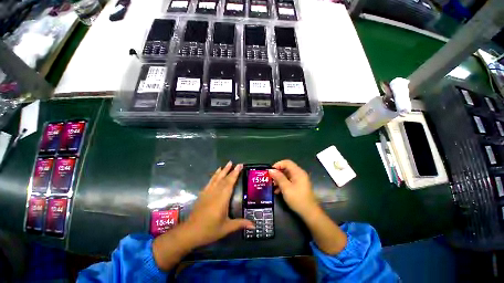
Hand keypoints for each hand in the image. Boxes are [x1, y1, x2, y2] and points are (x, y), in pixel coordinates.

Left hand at [185, 161, 253, 247]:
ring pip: (217, 178)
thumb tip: (254, 225)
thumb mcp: (226, 228)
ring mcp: (208, 192)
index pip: (230, 183)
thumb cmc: (210, 230)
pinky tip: (217, 171)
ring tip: (228, 163)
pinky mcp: (203, 193)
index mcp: (222, 199)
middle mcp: (215, 193)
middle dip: (231, 170)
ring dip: (223, 170)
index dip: (235, 174)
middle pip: (224, 179)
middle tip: (237, 163)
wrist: (190, 232)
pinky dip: (214, 175)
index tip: (240, 166)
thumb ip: (240, 223)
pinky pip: (210, 181)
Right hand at [269, 160, 346, 254]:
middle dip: (277, 173)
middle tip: (270, 179)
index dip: (278, 165)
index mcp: (298, 172)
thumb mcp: (286, 188)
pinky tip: (277, 191)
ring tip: (272, 186)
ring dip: (279, 180)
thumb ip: (278, 177)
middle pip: (286, 168)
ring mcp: (299, 180)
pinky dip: (283, 184)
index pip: (287, 162)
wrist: (309, 213)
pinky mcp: (298, 186)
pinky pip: (289, 181)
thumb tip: (271, 170)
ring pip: (286, 175)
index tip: (270, 171)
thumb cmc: (297, 199)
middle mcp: (299, 174)